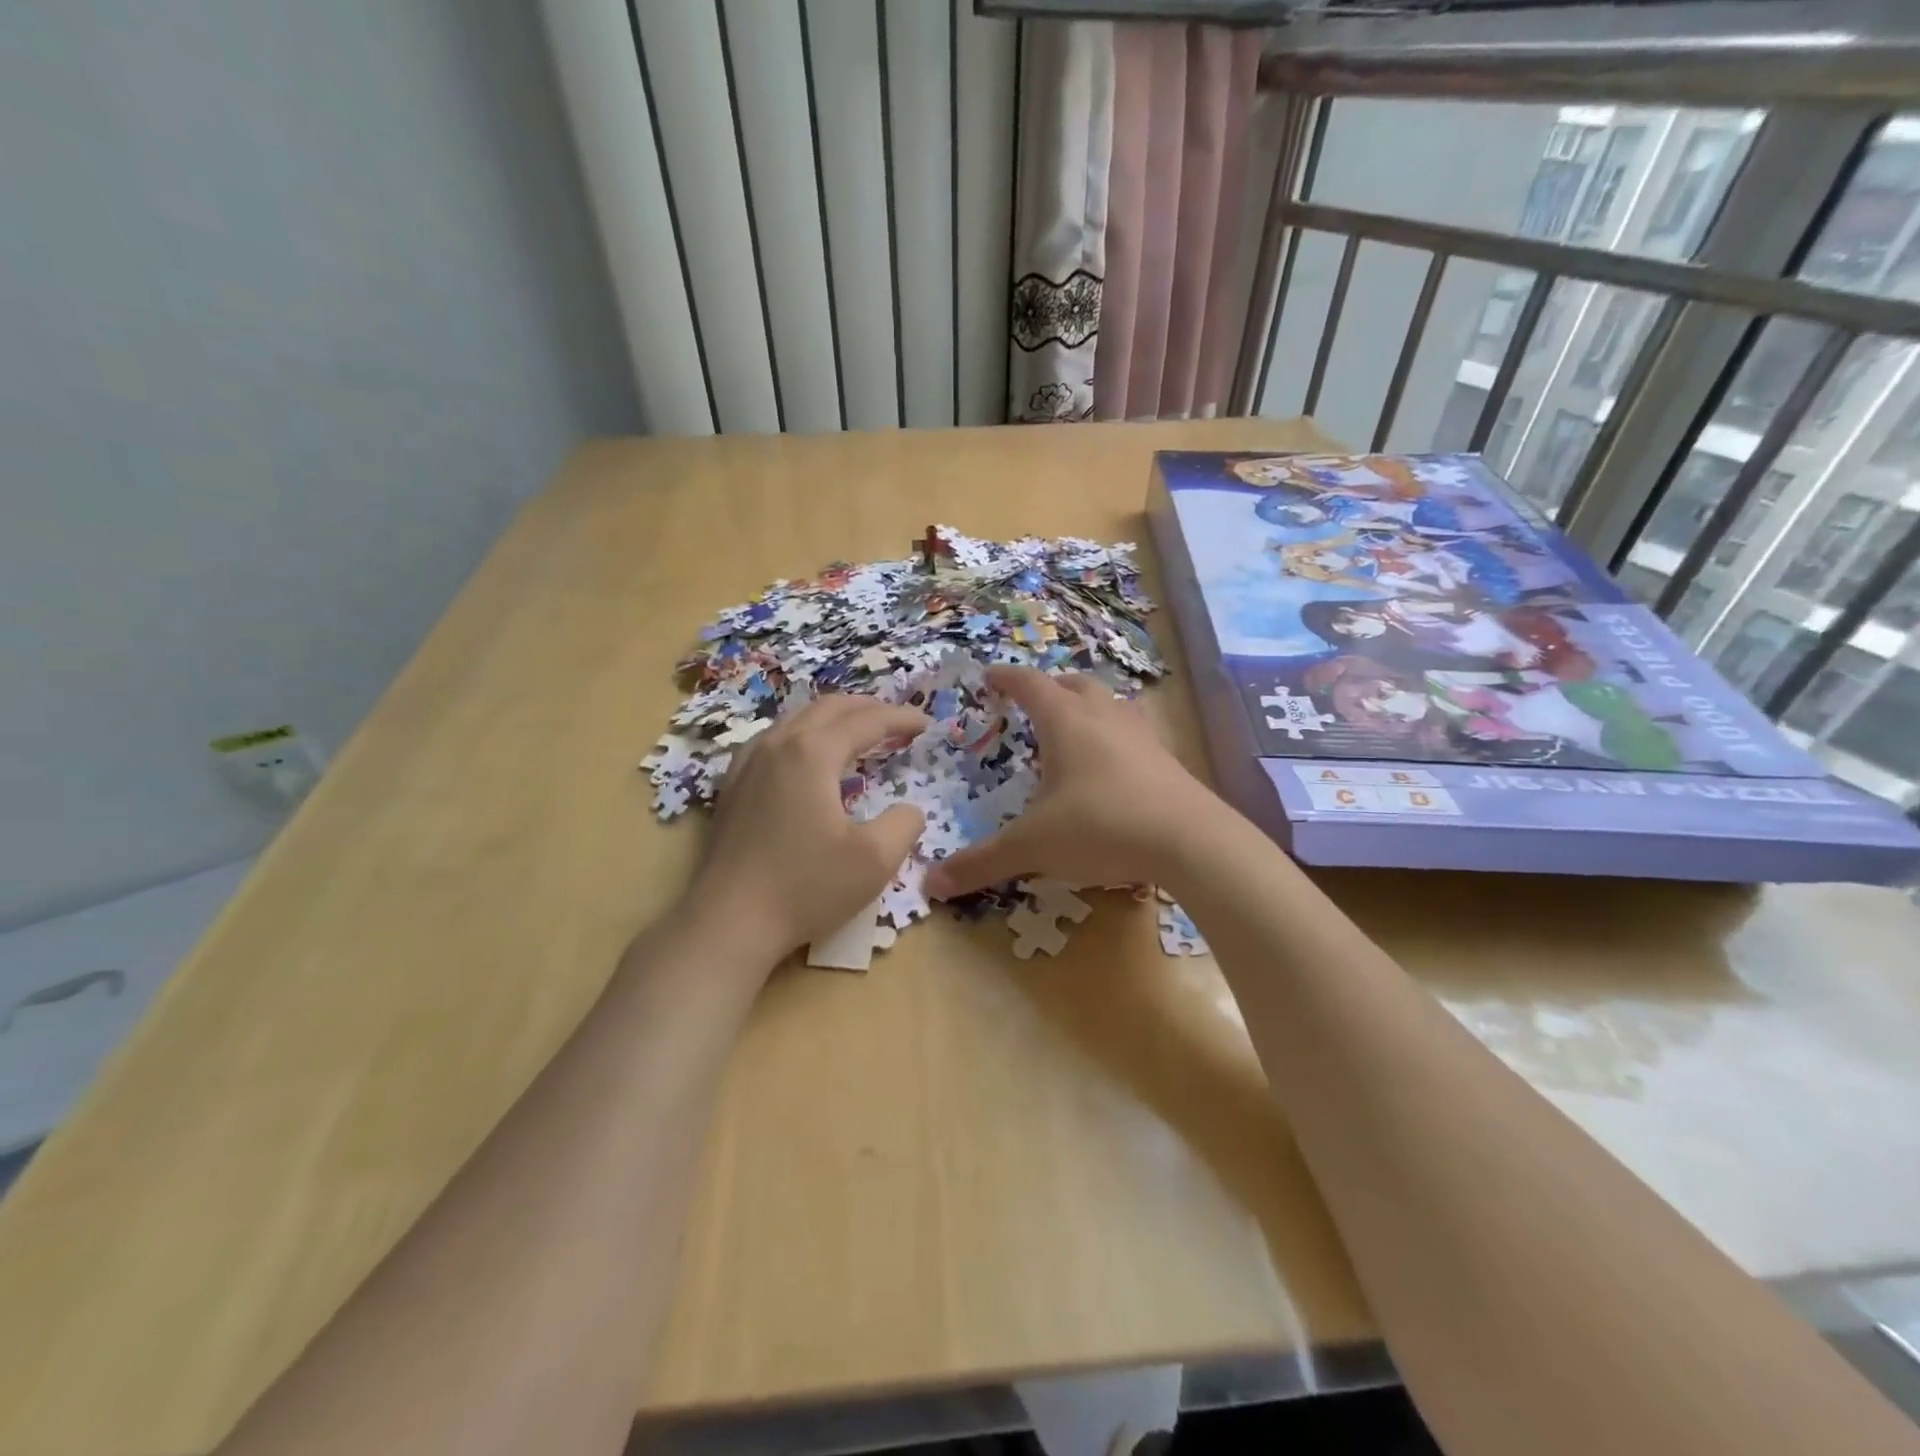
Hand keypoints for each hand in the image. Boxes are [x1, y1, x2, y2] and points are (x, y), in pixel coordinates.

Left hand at [685, 695, 929, 958]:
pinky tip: (806, 759)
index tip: (926, 724)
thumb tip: (910, 809)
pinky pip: (772, 741)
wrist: (728, 923)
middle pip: (828, 708)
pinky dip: (803, 736)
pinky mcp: (732, 787)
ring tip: (857, 732)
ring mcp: (747, 764)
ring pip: (796, 719)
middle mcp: (777, 745)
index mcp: (812, 753)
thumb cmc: (806, 887)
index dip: (900, 719)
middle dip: (868, 708)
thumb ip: (905, 824)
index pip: (866, 721)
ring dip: (833, 719)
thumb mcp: (876, 860)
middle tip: (896, 721)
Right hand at [924, 666, 1222, 897]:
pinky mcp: (1166, 758)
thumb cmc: (1102, 827)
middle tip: (1032, 702)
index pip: (1029, 685)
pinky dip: (1114, 734)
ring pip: (1109, 703)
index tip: (989, 676)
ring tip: (1073, 726)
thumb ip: (982, 862)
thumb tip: (930, 884)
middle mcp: (1104, 716)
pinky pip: (1133, 730)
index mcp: (1066, 722)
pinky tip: (1113, 762)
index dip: (1006, 678)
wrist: (1191, 841)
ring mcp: (1140, 734)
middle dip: (1049, 688)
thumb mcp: (1033, 847)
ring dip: (1086, 706)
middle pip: (1073, 685)